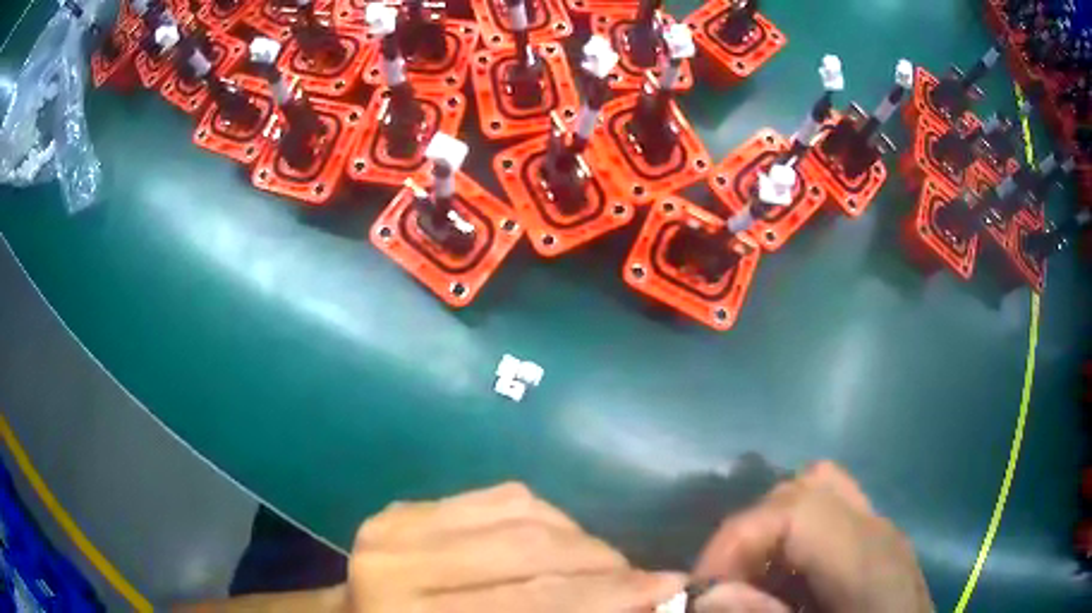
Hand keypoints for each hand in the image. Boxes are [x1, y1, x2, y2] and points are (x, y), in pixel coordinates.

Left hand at [346, 482, 685, 612]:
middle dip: (604, 563)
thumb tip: (630, 606)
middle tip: (646, 576)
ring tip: (609, 563)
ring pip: (520, 512)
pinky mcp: (405, 506)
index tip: (669, 587)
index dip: (608, 594)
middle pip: (528, 549)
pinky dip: (547, 517)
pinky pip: (497, 497)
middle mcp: (398, 563)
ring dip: (581, 538)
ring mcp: (396, 523)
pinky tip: (565, 539)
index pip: (532, 601)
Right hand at [692, 462, 933, 612]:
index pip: (795, 508)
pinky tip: (787, 586)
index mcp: (868, 557)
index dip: (738, 539)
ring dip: (771, 533)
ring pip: (818, 493)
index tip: (703, 588)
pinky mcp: (879, 549)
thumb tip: (708, 593)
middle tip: (726, 587)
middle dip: (750, 534)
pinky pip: (829, 520)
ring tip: (752, 583)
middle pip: (804, 488)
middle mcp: (877, 530)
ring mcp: (882, 534)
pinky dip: (794, 543)